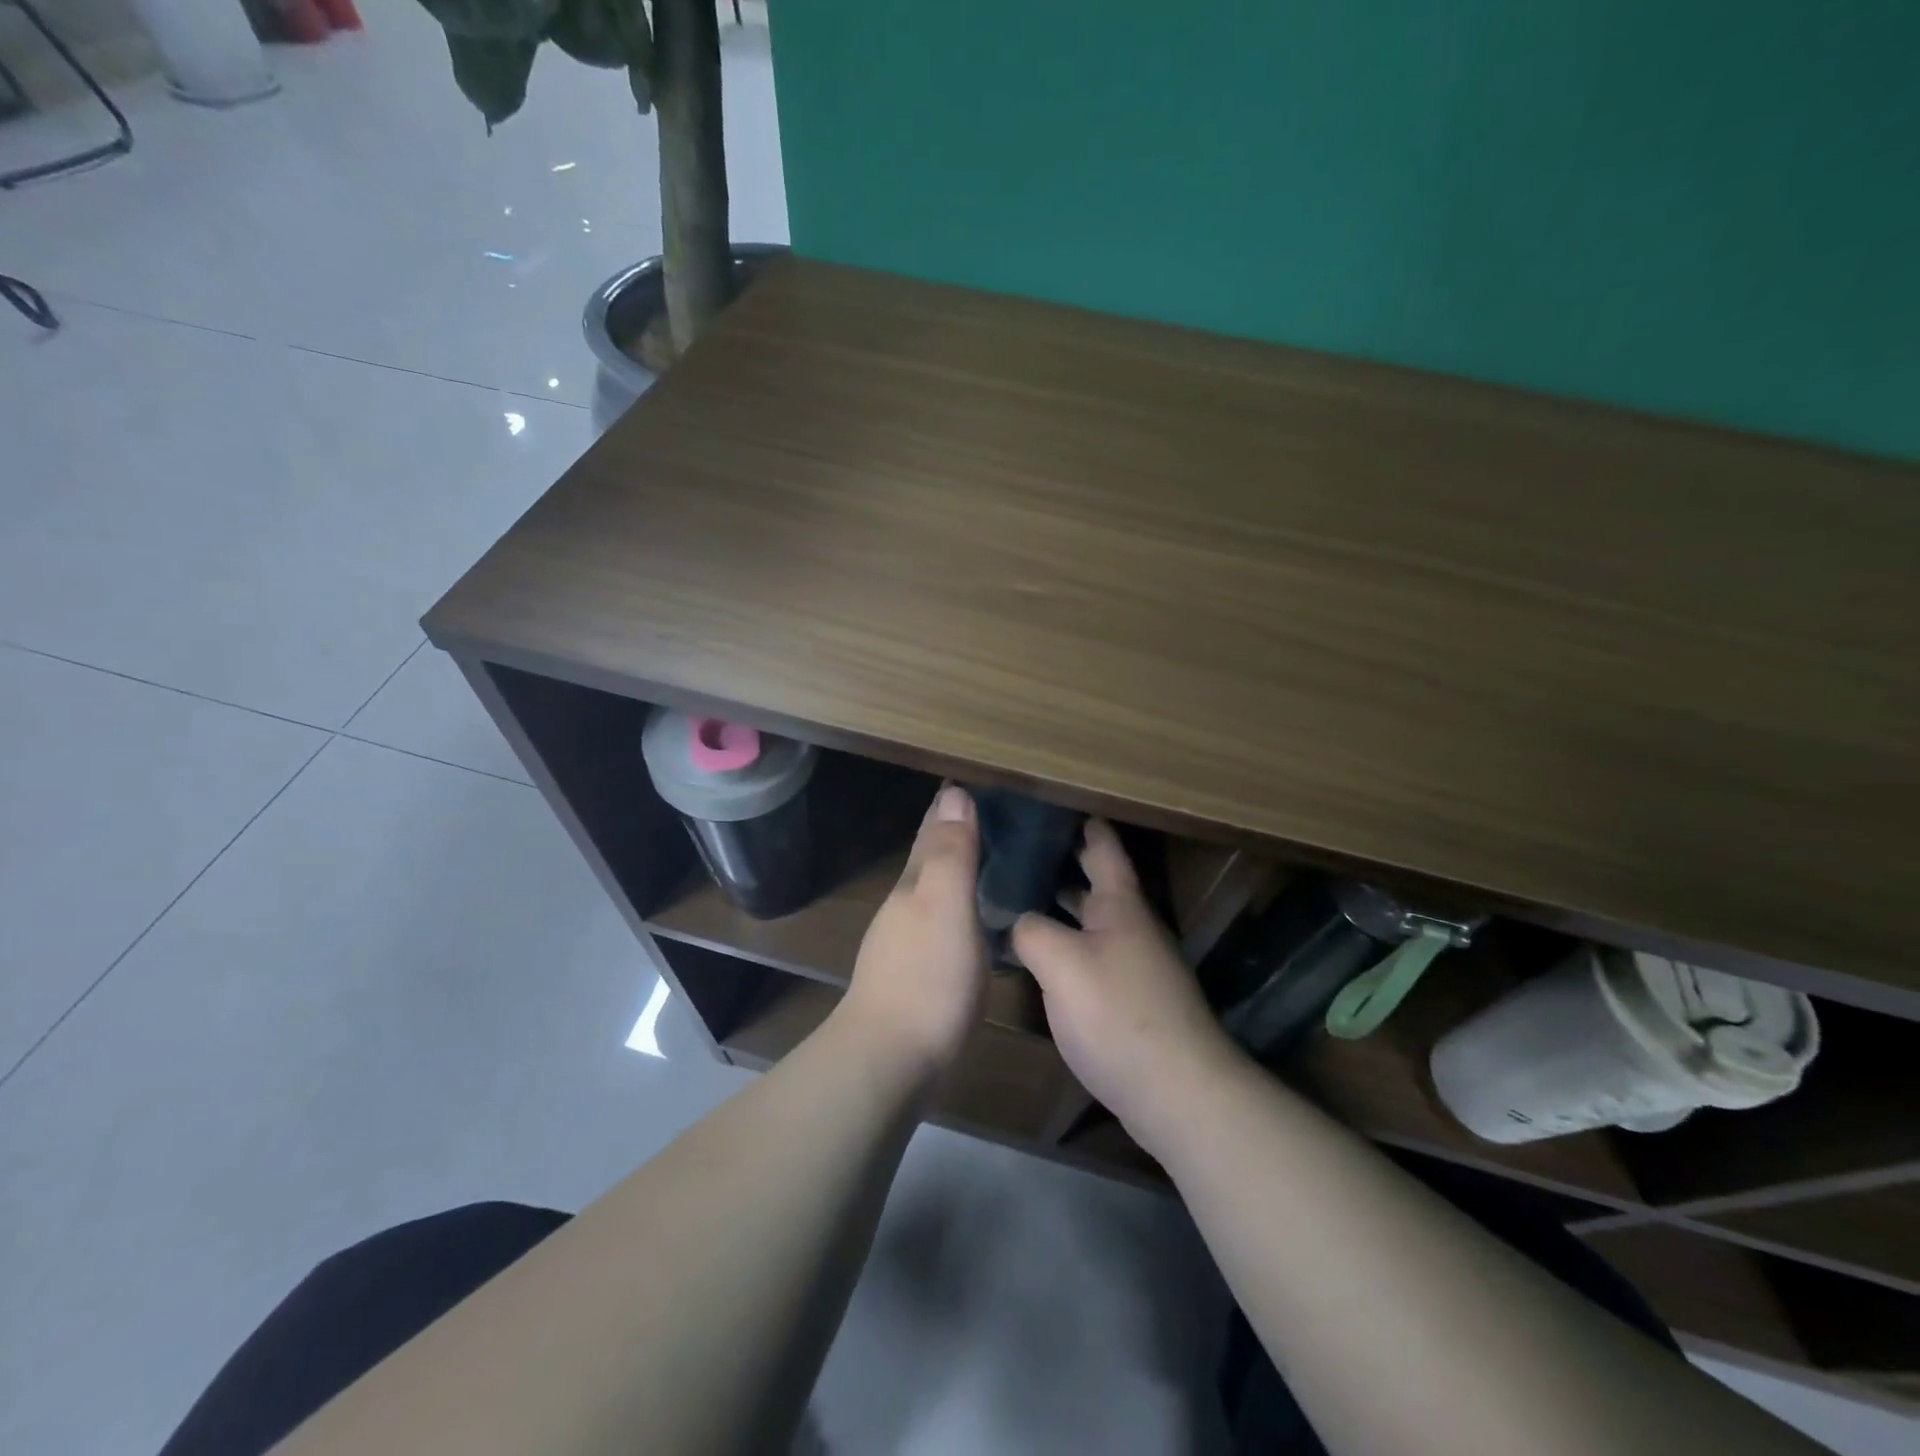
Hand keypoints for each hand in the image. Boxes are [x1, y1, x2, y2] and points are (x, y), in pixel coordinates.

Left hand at [840, 785, 987, 1077]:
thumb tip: (954, 792)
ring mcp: (906, 942)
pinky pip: (942, 924)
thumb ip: (950, 853)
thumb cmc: (926, 976)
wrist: (891, 1058)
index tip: (974, 782)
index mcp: (914, 884)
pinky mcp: (917, 975)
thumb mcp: (945, 905)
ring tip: (989, 859)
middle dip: (953, 833)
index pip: (932, 831)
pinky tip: (976, 920)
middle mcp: (906, 906)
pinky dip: (959, 908)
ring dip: (956, 871)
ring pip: (934, 891)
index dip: (950, 805)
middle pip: (930, 858)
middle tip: (992, 814)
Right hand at [1013, 820, 1242, 1157]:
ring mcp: (1132, 963)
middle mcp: (1130, 925)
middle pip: (1093, 880)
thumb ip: (1029, 930)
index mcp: (1120, 904)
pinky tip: (1034, 953)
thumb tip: (1013, 919)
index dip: (1080, 820)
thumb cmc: (1118, 1013)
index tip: (1050, 800)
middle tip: (1014, 846)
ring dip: (1057, 905)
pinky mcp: (1128, 997)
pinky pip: (1089, 954)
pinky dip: (1062, 942)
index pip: (1102, 844)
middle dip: (1059, 860)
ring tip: (1013, 893)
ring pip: (1088, 920)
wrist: (1177, 1091)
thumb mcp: (1061, 963)